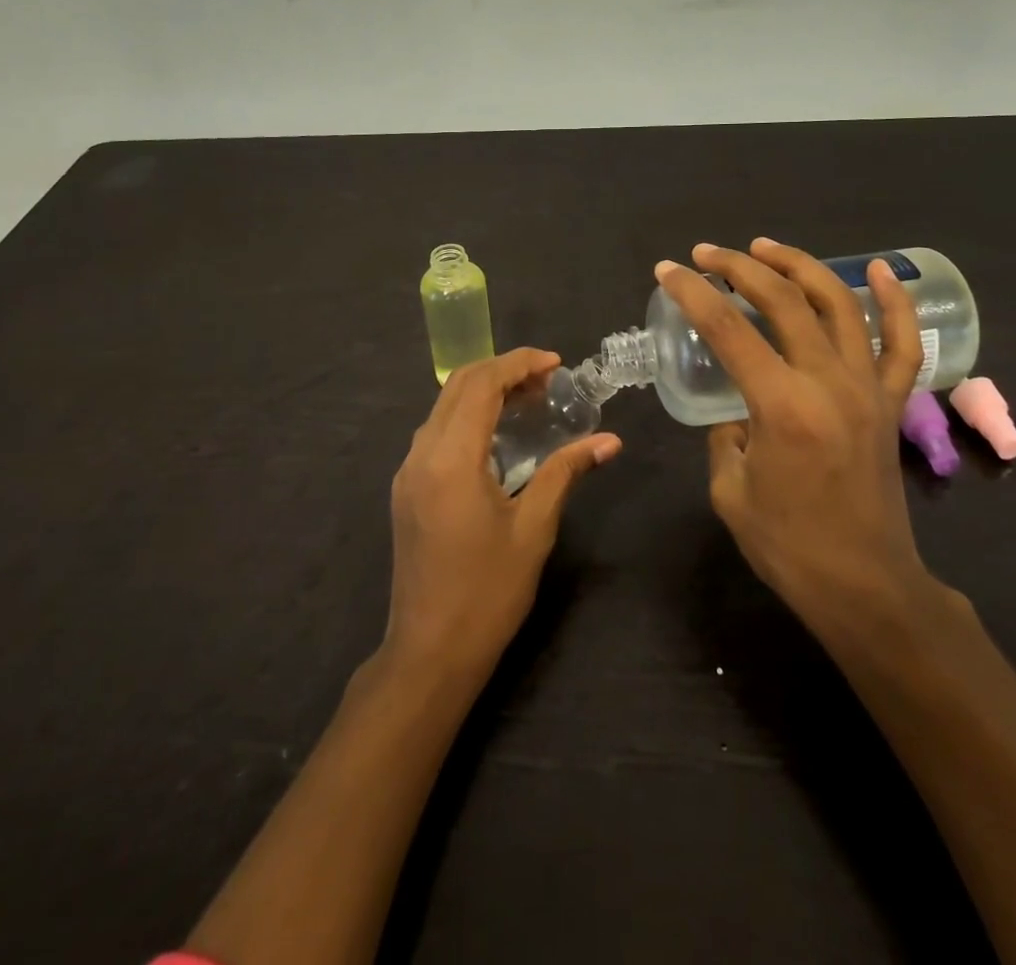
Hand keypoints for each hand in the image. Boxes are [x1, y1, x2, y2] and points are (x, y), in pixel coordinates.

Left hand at [384, 349, 620, 678]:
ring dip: (484, 392)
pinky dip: (468, 417)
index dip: (519, 364)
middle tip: (548, 381)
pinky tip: (499, 436)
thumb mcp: (533, 529)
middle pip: (458, 386)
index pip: (481, 384)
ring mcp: (407, 471)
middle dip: (502, 371)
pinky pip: (436, 432)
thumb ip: (565, 472)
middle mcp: (421, 454)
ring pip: (443, 407)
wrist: (429, 652)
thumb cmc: (488, 592)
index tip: (556, 364)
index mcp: (451, 458)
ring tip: (530, 401)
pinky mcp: (406, 489)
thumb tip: (609, 440)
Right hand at [655, 240, 935, 640]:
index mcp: (782, 406)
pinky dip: (895, 303)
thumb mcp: (729, 489)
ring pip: (839, 305)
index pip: (729, 329)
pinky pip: (903, 344)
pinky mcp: (892, 403)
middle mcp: (829, 383)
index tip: (669, 271)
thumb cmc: (788, 546)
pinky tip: (881, 270)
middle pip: (783, 301)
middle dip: (739, 267)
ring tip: (765, 248)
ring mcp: (868, 388)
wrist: (864, 586)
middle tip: (707, 254)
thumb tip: (736, 410)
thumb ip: (725, 436)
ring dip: (799, 266)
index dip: (693, 294)